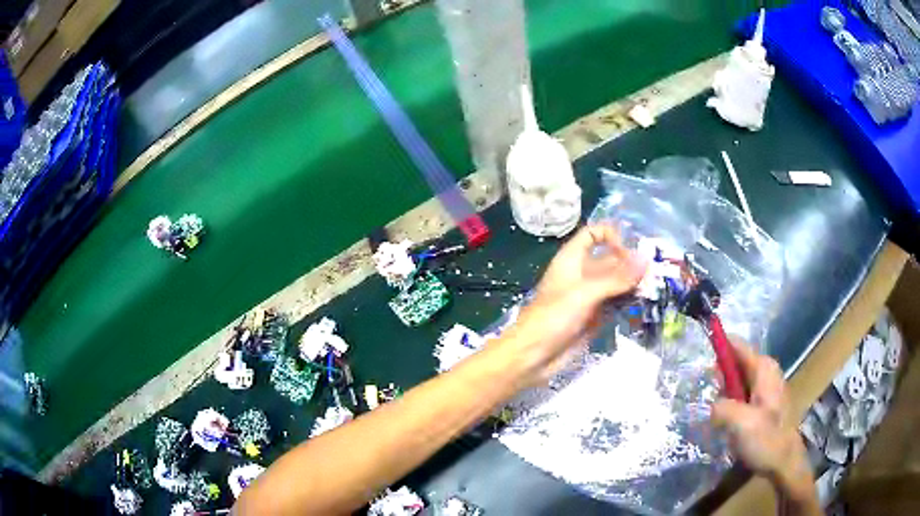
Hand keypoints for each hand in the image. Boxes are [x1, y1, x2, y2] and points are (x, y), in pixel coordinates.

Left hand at [501, 224, 645, 381]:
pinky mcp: (595, 318)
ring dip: (633, 284)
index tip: (629, 251)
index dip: (611, 236)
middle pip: (610, 260)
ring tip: (655, 288)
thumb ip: (616, 277)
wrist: (533, 357)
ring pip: (616, 283)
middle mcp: (582, 275)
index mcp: (572, 260)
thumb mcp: (585, 294)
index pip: (592, 234)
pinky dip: (629, 302)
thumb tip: (646, 258)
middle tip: (656, 273)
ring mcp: (589, 297)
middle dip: (631, 264)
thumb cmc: (553, 318)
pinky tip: (645, 304)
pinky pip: (616, 304)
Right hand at [711, 342, 816, 506]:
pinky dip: (730, 405)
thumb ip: (721, 407)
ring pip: (737, 382)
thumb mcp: (741, 423)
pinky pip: (741, 396)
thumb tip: (712, 405)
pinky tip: (726, 423)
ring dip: (724, 396)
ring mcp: (765, 389)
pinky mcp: (763, 405)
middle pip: (735, 364)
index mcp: (763, 368)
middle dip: (719, 379)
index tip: (699, 361)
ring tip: (717, 416)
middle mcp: (766, 372)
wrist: (783, 462)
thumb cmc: (766, 439)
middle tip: (709, 400)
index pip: (736, 346)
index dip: (718, 348)